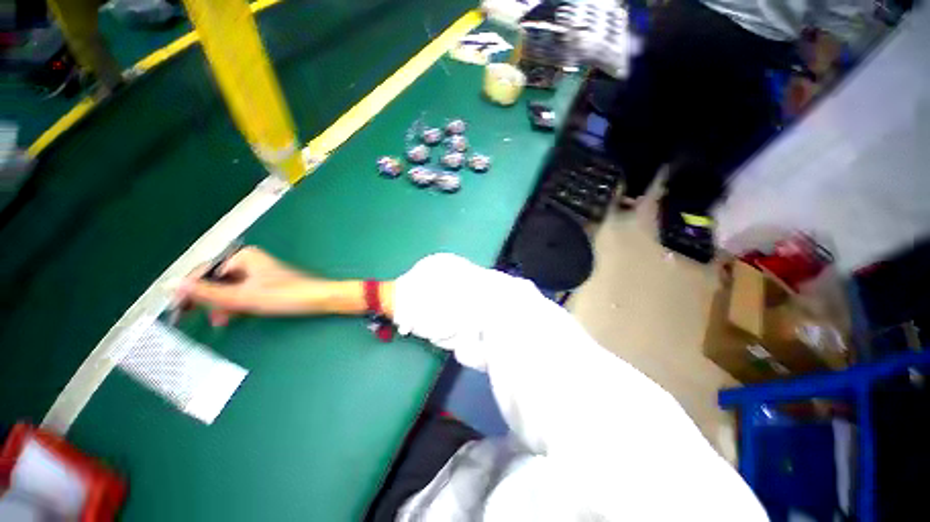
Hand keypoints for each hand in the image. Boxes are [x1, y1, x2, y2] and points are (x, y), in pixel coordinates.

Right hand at [178, 246, 336, 325]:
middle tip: (188, 317)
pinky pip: (243, 293)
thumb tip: (175, 285)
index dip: (189, 290)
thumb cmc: (286, 295)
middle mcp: (250, 261)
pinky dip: (236, 304)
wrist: (321, 299)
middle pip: (217, 280)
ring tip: (220, 320)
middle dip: (206, 299)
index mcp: (244, 256)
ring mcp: (259, 272)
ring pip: (230, 289)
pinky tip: (233, 316)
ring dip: (221, 305)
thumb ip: (208, 293)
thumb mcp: (243, 297)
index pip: (205, 271)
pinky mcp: (267, 283)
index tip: (175, 309)